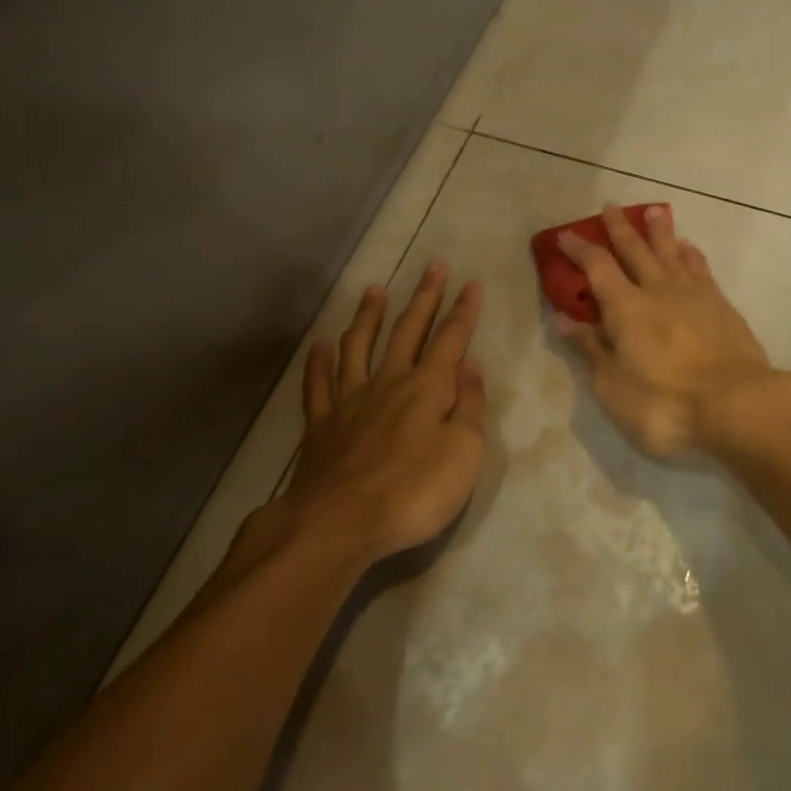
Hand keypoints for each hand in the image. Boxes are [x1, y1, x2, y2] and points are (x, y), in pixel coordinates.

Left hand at [289, 263, 487, 563]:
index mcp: (428, 387)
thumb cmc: (414, 491)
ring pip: (359, 346)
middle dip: (424, 297)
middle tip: (433, 266)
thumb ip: (470, 406)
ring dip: (369, 317)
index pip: (451, 338)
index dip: (463, 310)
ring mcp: (350, 400)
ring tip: (375, 291)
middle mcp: (389, 382)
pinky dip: (319, 363)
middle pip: (409, 331)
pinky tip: (320, 346)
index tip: (471, 282)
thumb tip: (471, 366)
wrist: (339, 524)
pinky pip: (318, 385)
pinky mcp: (321, 425)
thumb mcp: (465, 452)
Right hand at [556, 204, 776, 457]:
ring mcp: (693, 294)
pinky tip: (688, 247)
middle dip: (619, 228)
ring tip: (654, 212)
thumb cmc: (666, 403)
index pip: (597, 267)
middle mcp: (658, 290)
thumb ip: (590, 349)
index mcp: (626, 308)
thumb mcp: (613, 386)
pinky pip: (701, 268)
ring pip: (671, 252)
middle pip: (635, 250)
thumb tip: (563, 319)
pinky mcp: (721, 305)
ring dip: (660, 231)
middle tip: (610, 206)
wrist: (736, 404)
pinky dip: (691, 254)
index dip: (580, 250)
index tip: (566, 235)